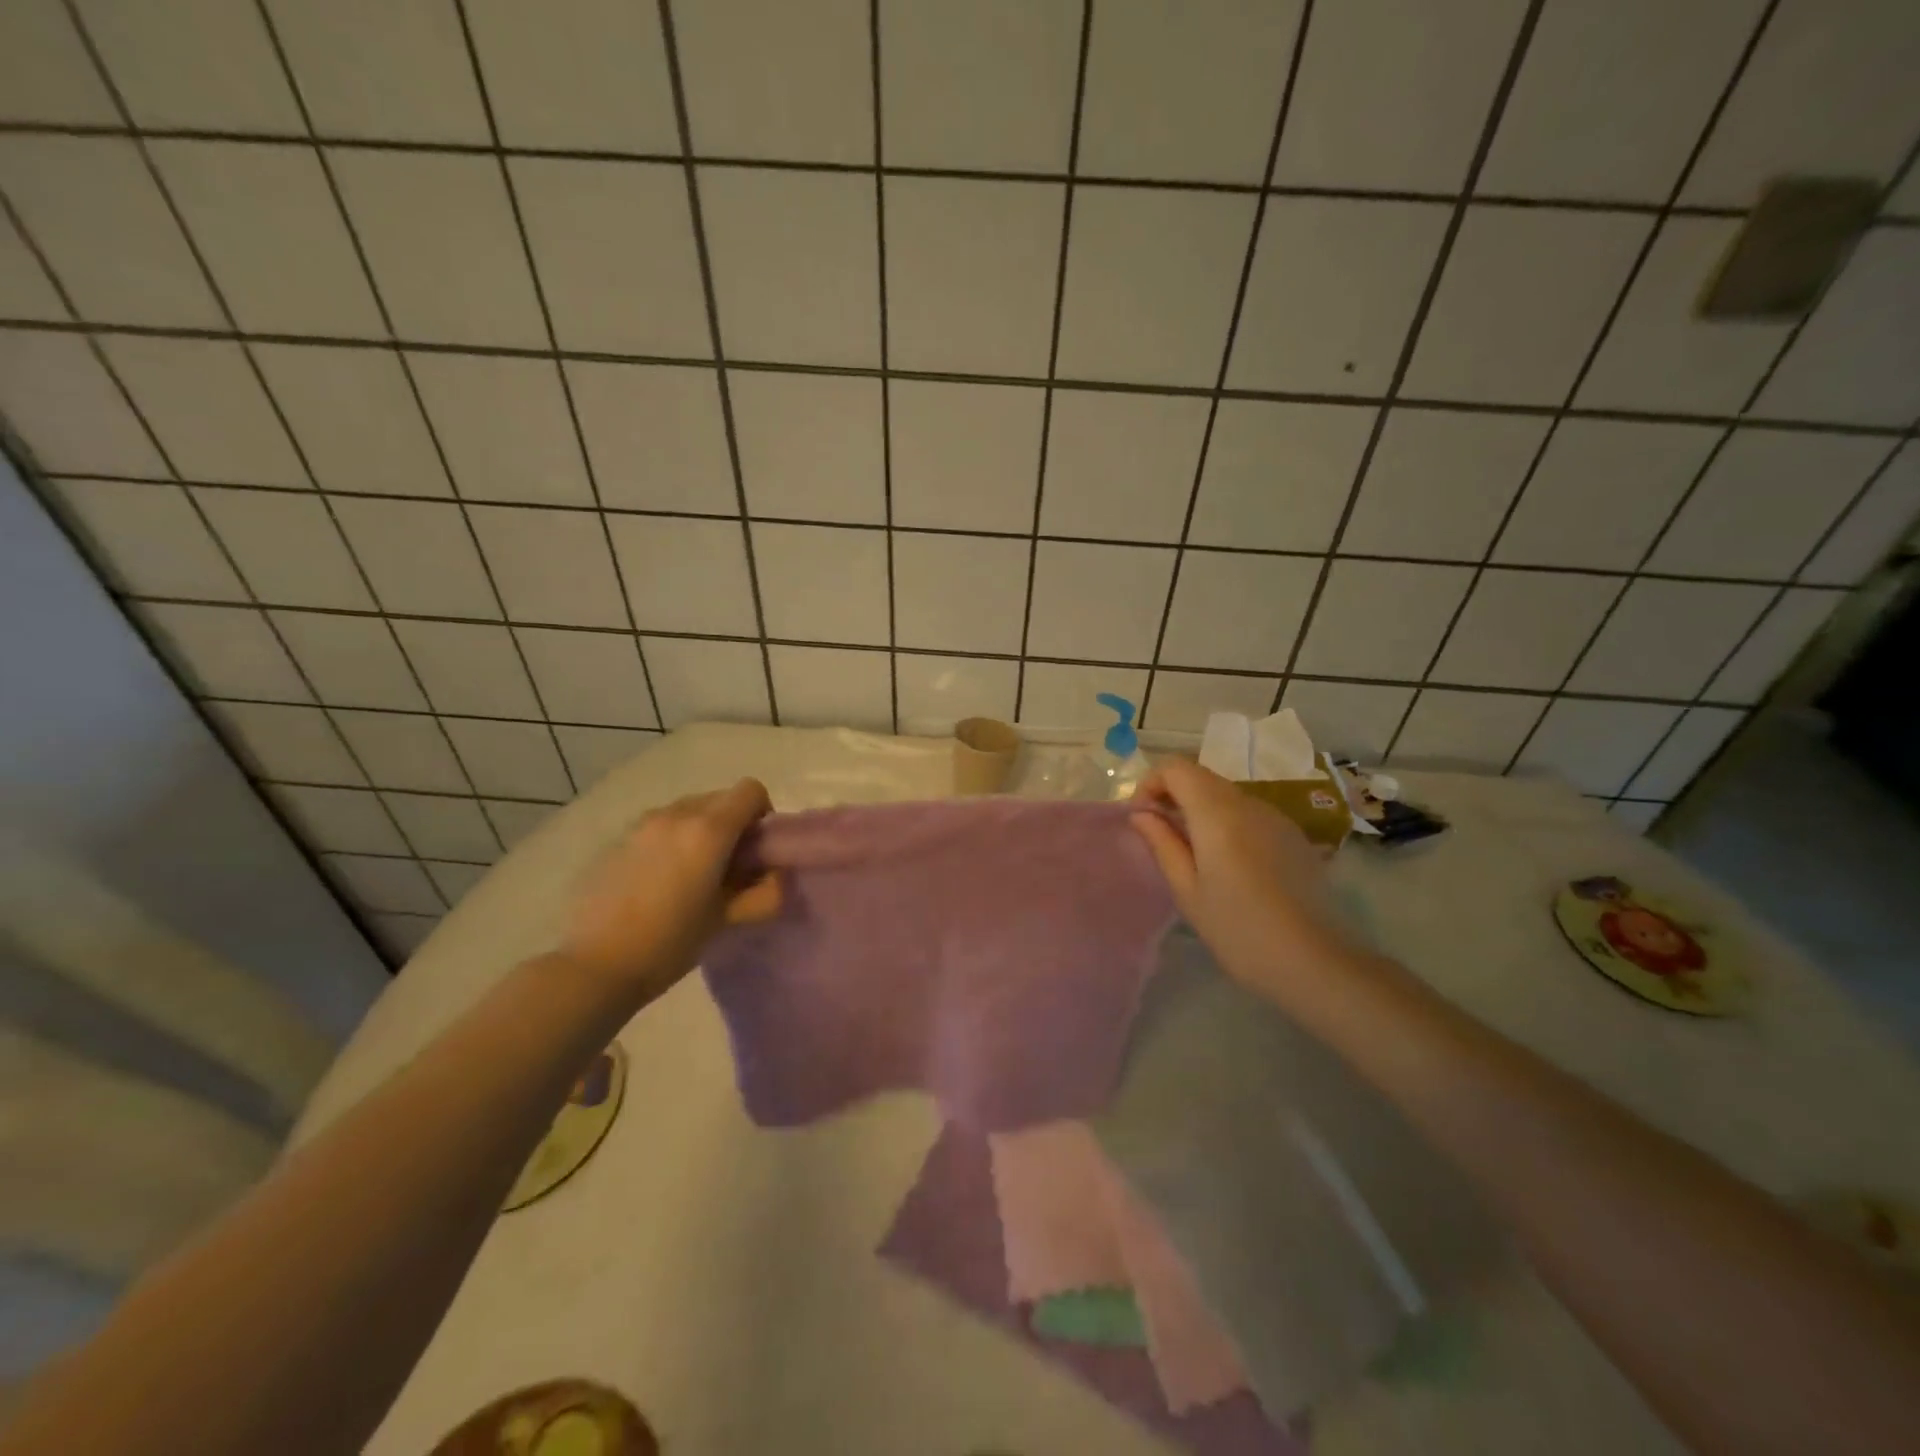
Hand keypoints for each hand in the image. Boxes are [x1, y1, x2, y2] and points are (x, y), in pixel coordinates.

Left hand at [560, 778, 779, 997]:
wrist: (594, 966)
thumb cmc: (670, 943)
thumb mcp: (729, 921)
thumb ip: (766, 893)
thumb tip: (776, 875)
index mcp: (708, 830)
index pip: (751, 791)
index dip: (763, 815)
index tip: (757, 850)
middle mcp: (676, 814)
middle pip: (720, 798)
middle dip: (733, 824)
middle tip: (728, 868)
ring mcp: (642, 823)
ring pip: (688, 810)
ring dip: (701, 831)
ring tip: (691, 875)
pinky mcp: (618, 839)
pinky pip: (660, 826)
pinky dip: (671, 841)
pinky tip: (658, 882)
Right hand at [1129, 759, 1358, 1002]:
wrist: (1313, 961)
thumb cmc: (1237, 929)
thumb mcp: (1187, 890)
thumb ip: (1162, 843)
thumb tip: (1141, 814)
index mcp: (1217, 812)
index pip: (1176, 767)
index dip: (1151, 783)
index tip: (1142, 818)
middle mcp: (1248, 803)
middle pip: (1201, 777)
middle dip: (1173, 795)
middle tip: (1160, 836)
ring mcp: (1275, 816)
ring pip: (1226, 795)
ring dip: (1200, 810)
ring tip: (1193, 854)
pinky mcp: (1293, 834)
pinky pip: (1249, 813)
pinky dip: (1227, 823)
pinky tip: (1230, 865)